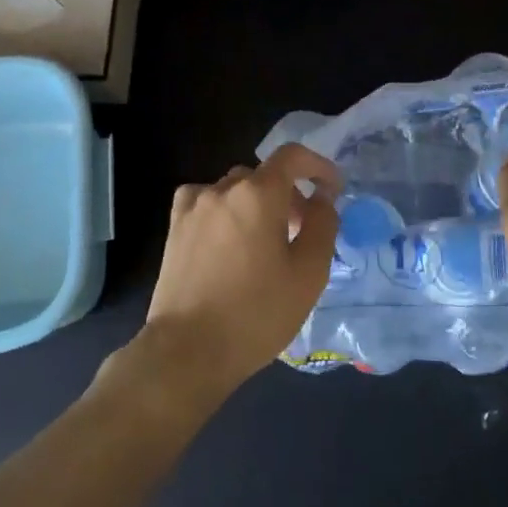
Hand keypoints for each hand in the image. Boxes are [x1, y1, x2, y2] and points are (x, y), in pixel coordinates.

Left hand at [136, 144, 340, 407]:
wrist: (188, 350)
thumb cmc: (256, 313)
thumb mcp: (309, 274)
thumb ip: (323, 225)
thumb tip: (322, 199)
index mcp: (258, 194)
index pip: (293, 156)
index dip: (318, 166)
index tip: (332, 189)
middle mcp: (223, 188)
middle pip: (264, 176)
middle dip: (289, 195)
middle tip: (302, 231)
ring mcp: (194, 206)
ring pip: (235, 189)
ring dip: (257, 203)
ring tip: (266, 241)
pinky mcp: (175, 226)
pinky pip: (207, 202)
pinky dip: (225, 210)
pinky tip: (229, 240)